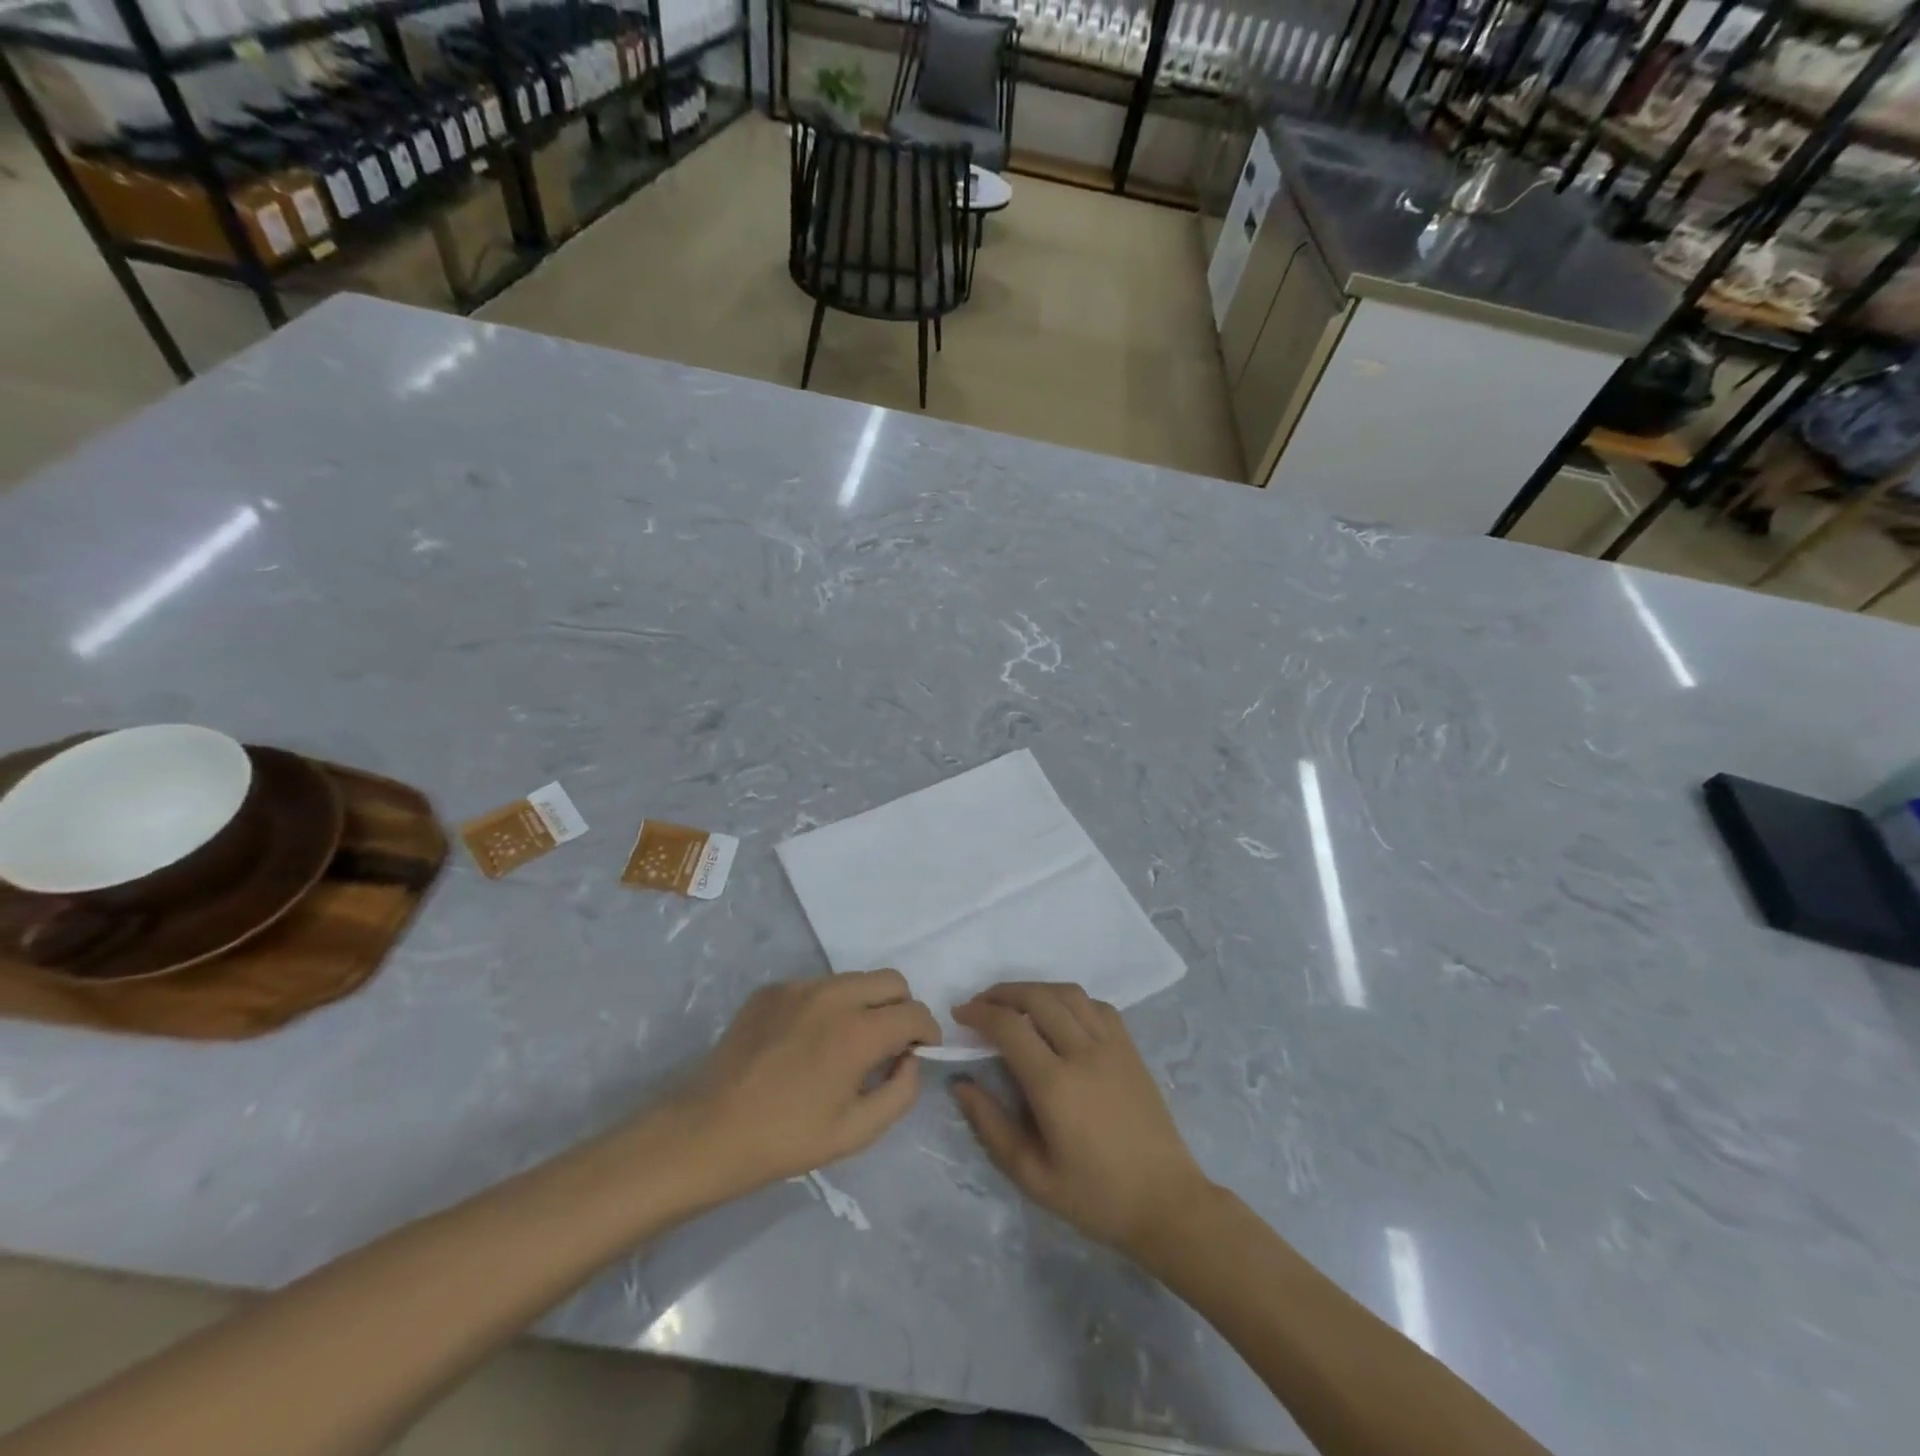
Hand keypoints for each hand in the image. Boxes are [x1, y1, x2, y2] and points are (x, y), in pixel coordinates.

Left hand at [663, 970, 940, 1200]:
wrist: (708, 1130)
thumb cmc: (786, 1139)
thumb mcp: (856, 1132)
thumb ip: (900, 1092)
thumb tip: (910, 1059)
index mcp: (857, 1031)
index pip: (914, 1012)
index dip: (927, 1032)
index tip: (921, 1052)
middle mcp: (832, 996)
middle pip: (891, 980)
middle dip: (902, 1007)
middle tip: (889, 1044)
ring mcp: (799, 987)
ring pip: (854, 979)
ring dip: (866, 1003)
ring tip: (846, 1043)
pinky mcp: (772, 989)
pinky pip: (817, 986)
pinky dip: (828, 1006)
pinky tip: (807, 1041)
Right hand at [951, 982, 1211, 1260]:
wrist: (1165, 1202)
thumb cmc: (1095, 1196)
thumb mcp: (1032, 1175)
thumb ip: (991, 1126)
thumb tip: (961, 1084)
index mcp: (1056, 1085)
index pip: (1010, 1027)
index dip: (980, 1013)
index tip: (960, 1015)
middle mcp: (1083, 1052)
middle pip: (1038, 997)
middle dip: (1003, 992)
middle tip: (981, 1004)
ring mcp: (1112, 1046)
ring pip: (1068, 993)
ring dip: (1036, 989)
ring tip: (1015, 1003)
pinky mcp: (1131, 1048)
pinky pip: (1097, 1005)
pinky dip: (1070, 1000)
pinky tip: (1059, 1015)